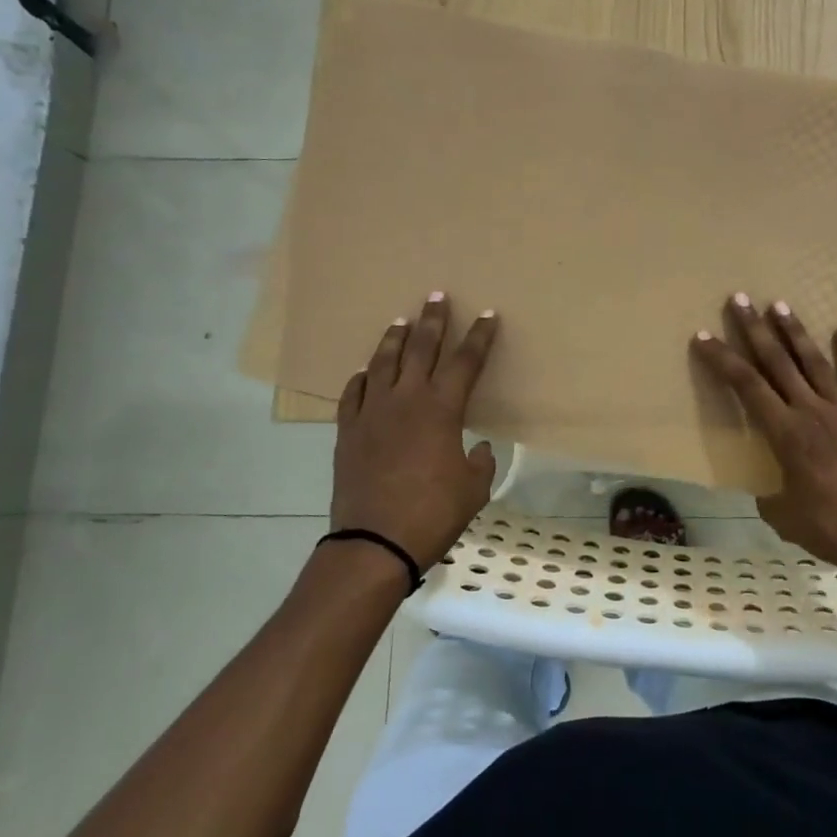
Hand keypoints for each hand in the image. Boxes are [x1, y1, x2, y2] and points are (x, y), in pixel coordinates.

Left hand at [330, 292, 499, 570]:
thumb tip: (476, 448)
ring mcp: (373, 412)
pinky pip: (354, 394)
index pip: (466, 362)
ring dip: (394, 339)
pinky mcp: (348, 431)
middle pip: (421, 348)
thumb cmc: (433, 513)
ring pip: (383, 363)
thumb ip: (479, 462)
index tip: (488, 315)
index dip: (479, 336)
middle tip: (436, 296)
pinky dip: (362, 378)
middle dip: (433, 320)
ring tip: (401, 321)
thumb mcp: (473, 488)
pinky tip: (366, 372)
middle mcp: (406, 400)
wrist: (375, 541)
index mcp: (442, 409)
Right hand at [692, 294, 836, 583]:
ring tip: (780, 304)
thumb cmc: (833, 529)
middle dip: (756, 330)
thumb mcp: (786, 518)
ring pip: (815, 363)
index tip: (704, 336)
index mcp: (786, 434)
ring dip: (796, 333)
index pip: (746, 386)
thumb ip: (771, 499)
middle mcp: (811, 412)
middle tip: (740, 299)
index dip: (723, 359)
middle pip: (777, 363)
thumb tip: (770, 493)